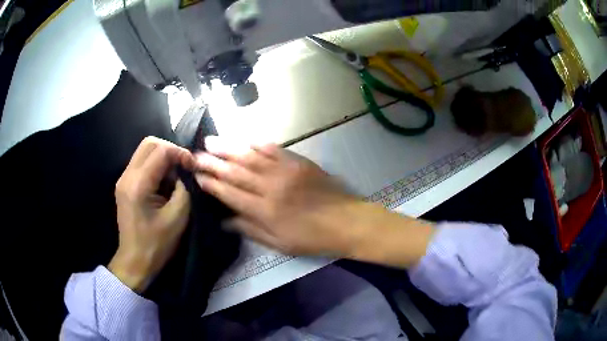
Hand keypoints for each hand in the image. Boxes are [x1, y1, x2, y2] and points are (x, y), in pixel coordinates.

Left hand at [109, 137, 194, 291]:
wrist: (135, 261)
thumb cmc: (157, 244)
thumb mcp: (177, 218)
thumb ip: (184, 188)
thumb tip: (186, 172)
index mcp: (138, 185)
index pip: (160, 151)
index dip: (180, 153)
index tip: (193, 166)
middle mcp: (127, 176)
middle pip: (149, 143)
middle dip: (171, 149)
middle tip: (185, 166)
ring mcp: (123, 179)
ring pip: (145, 151)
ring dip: (163, 157)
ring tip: (176, 174)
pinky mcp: (125, 184)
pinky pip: (142, 163)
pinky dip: (156, 165)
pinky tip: (165, 181)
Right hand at [193, 136, 364, 255]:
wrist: (348, 222)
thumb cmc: (313, 238)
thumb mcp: (280, 244)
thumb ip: (251, 230)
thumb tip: (225, 221)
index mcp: (265, 210)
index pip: (230, 193)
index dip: (212, 184)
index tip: (197, 176)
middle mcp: (271, 187)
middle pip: (236, 171)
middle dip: (213, 162)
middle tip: (196, 155)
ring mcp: (286, 171)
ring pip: (250, 156)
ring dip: (229, 148)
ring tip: (211, 141)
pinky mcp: (299, 162)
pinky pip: (274, 149)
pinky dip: (257, 143)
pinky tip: (244, 139)